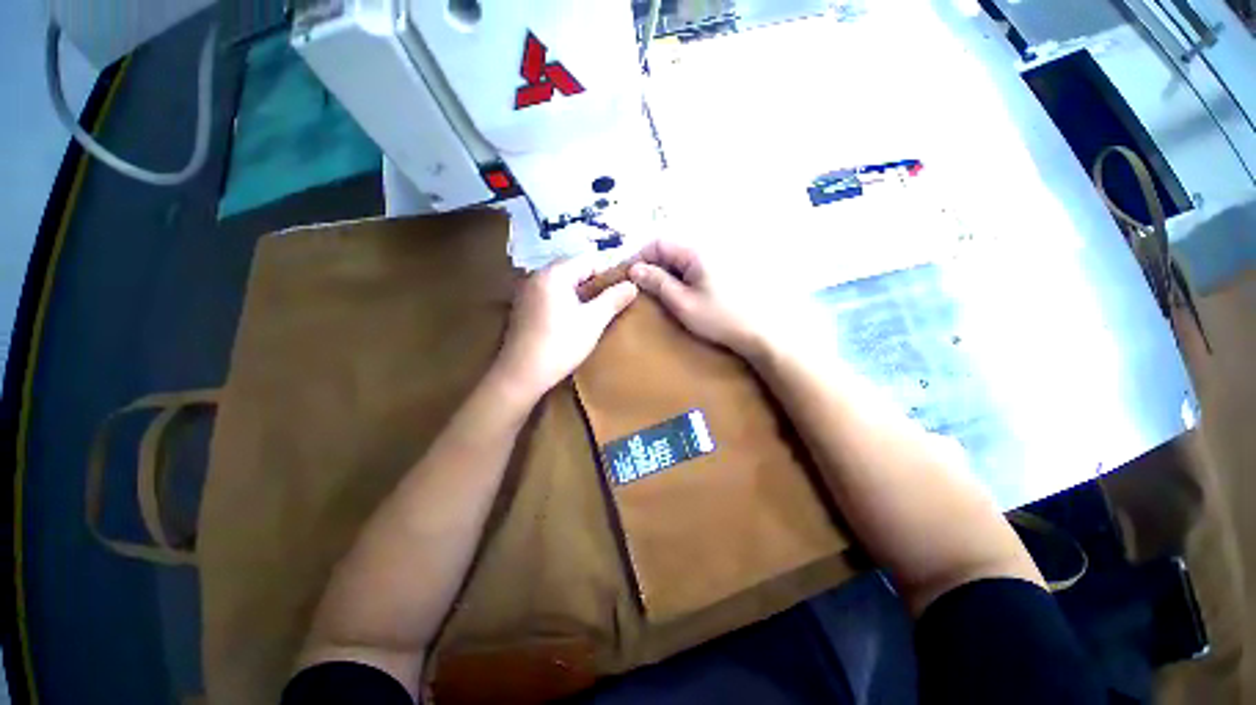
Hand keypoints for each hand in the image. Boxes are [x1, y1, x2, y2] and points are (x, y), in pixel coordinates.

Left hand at [493, 256, 637, 402]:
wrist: (521, 375)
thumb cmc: (560, 345)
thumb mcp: (593, 322)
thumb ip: (613, 299)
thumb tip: (632, 284)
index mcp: (553, 274)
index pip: (588, 260)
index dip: (609, 272)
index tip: (624, 287)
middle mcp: (537, 276)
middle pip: (574, 269)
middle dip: (595, 282)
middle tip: (614, 299)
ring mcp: (527, 291)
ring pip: (562, 283)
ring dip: (582, 292)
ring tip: (599, 309)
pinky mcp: (524, 307)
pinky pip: (551, 294)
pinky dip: (567, 300)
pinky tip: (576, 317)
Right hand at [628, 241, 773, 358]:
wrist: (759, 331)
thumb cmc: (719, 318)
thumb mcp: (682, 303)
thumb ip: (658, 283)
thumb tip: (635, 269)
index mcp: (696, 252)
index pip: (659, 242)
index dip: (641, 257)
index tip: (630, 277)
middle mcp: (707, 248)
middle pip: (670, 248)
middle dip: (653, 265)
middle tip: (643, 288)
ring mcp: (717, 258)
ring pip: (681, 258)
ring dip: (666, 272)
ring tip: (659, 293)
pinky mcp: (723, 270)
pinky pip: (694, 266)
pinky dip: (681, 276)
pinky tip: (680, 293)